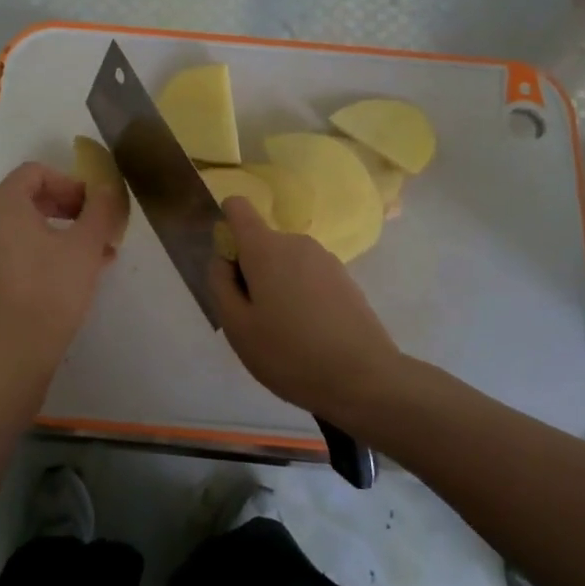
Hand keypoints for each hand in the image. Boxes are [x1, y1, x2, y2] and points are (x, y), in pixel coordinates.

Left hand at [0, 161, 126, 373]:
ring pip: (19, 226)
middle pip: (26, 197)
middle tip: (94, 226)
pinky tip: (66, 272)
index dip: (70, 183)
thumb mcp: (86, 245)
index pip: (36, 173)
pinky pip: (8, 248)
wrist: (16, 348)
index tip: (93, 206)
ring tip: (89, 253)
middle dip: (65, 207)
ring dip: (56, 231)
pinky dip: (36, 250)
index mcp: (2, 203)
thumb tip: (105, 188)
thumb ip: (99, 209)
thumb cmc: (52, 287)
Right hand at [207, 198, 399, 416]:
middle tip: (254, 319)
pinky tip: (309, 335)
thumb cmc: (289, 352)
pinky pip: (309, 277)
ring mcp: (326, 259)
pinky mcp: (345, 279)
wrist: (364, 377)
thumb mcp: (236, 326)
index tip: (228, 266)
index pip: (238, 208)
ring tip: (283, 332)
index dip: (226, 226)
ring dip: (277, 286)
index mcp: (265, 248)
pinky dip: (301, 297)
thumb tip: (223, 258)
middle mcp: (296, 243)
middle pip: (261, 243)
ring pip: (286, 263)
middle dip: (251, 271)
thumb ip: (220, 284)